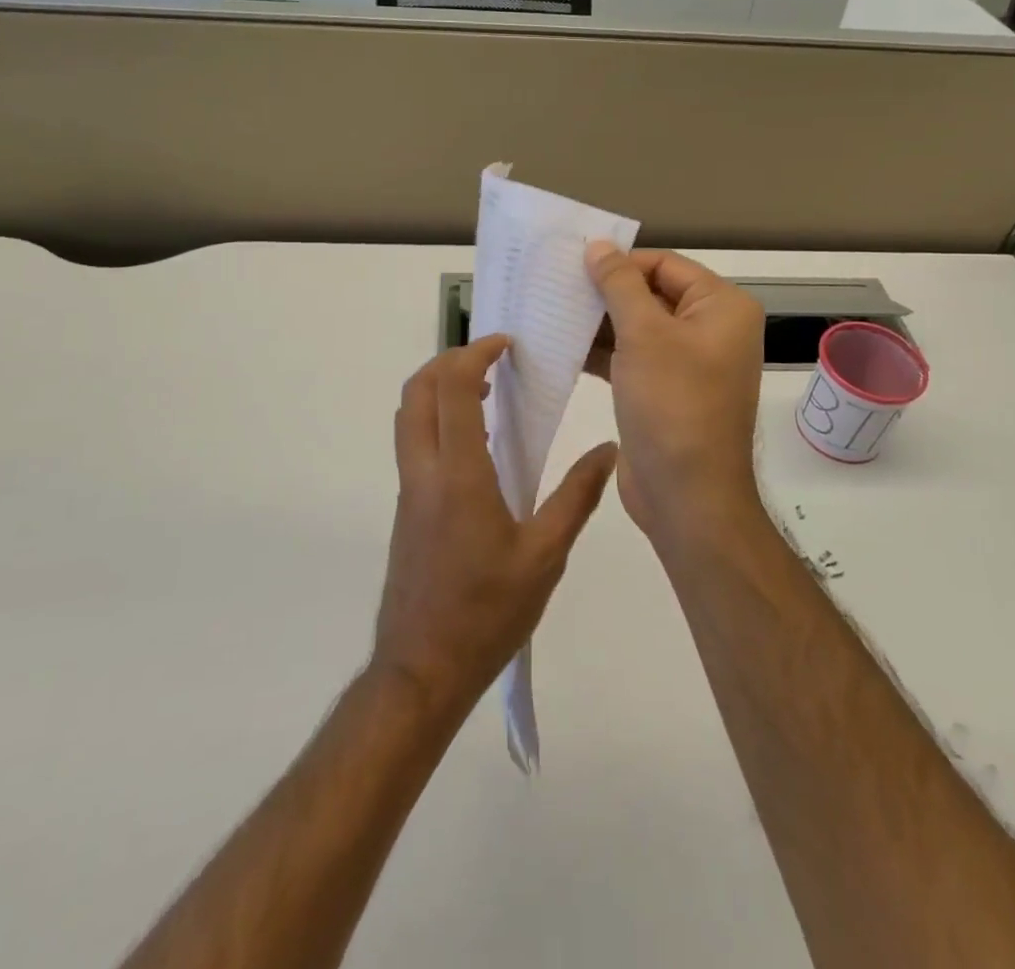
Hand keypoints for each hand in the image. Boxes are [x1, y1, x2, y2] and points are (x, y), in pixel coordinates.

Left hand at [374, 334, 616, 721]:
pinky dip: (437, 418)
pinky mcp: (407, 509)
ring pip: (409, 416)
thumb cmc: (487, 613)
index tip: (505, 344)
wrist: (421, 670)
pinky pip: (414, 443)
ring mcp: (409, 490)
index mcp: (458, 474)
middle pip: (417, 391)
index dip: (475, 354)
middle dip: (449, 360)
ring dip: (439, 388)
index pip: (454, 389)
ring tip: (487, 392)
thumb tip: (608, 450)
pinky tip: (476, 442)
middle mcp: (424, 471)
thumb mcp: (545, 557)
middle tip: (491, 358)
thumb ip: (576, 497)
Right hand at [584, 244, 765, 547]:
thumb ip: (619, 285)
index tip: (573, 265)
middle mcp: (710, 330)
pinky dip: (602, 352)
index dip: (621, 262)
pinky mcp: (664, 391)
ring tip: (550, 312)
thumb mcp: (644, 335)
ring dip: (598, 322)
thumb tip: (599, 246)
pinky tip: (562, 346)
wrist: (687, 497)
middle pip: (651, 294)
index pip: (665, 265)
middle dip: (605, 293)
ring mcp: (688, 364)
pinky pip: (632, 358)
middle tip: (555, 286)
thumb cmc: (673, 404)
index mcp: (721, 308)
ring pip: (637, 328)